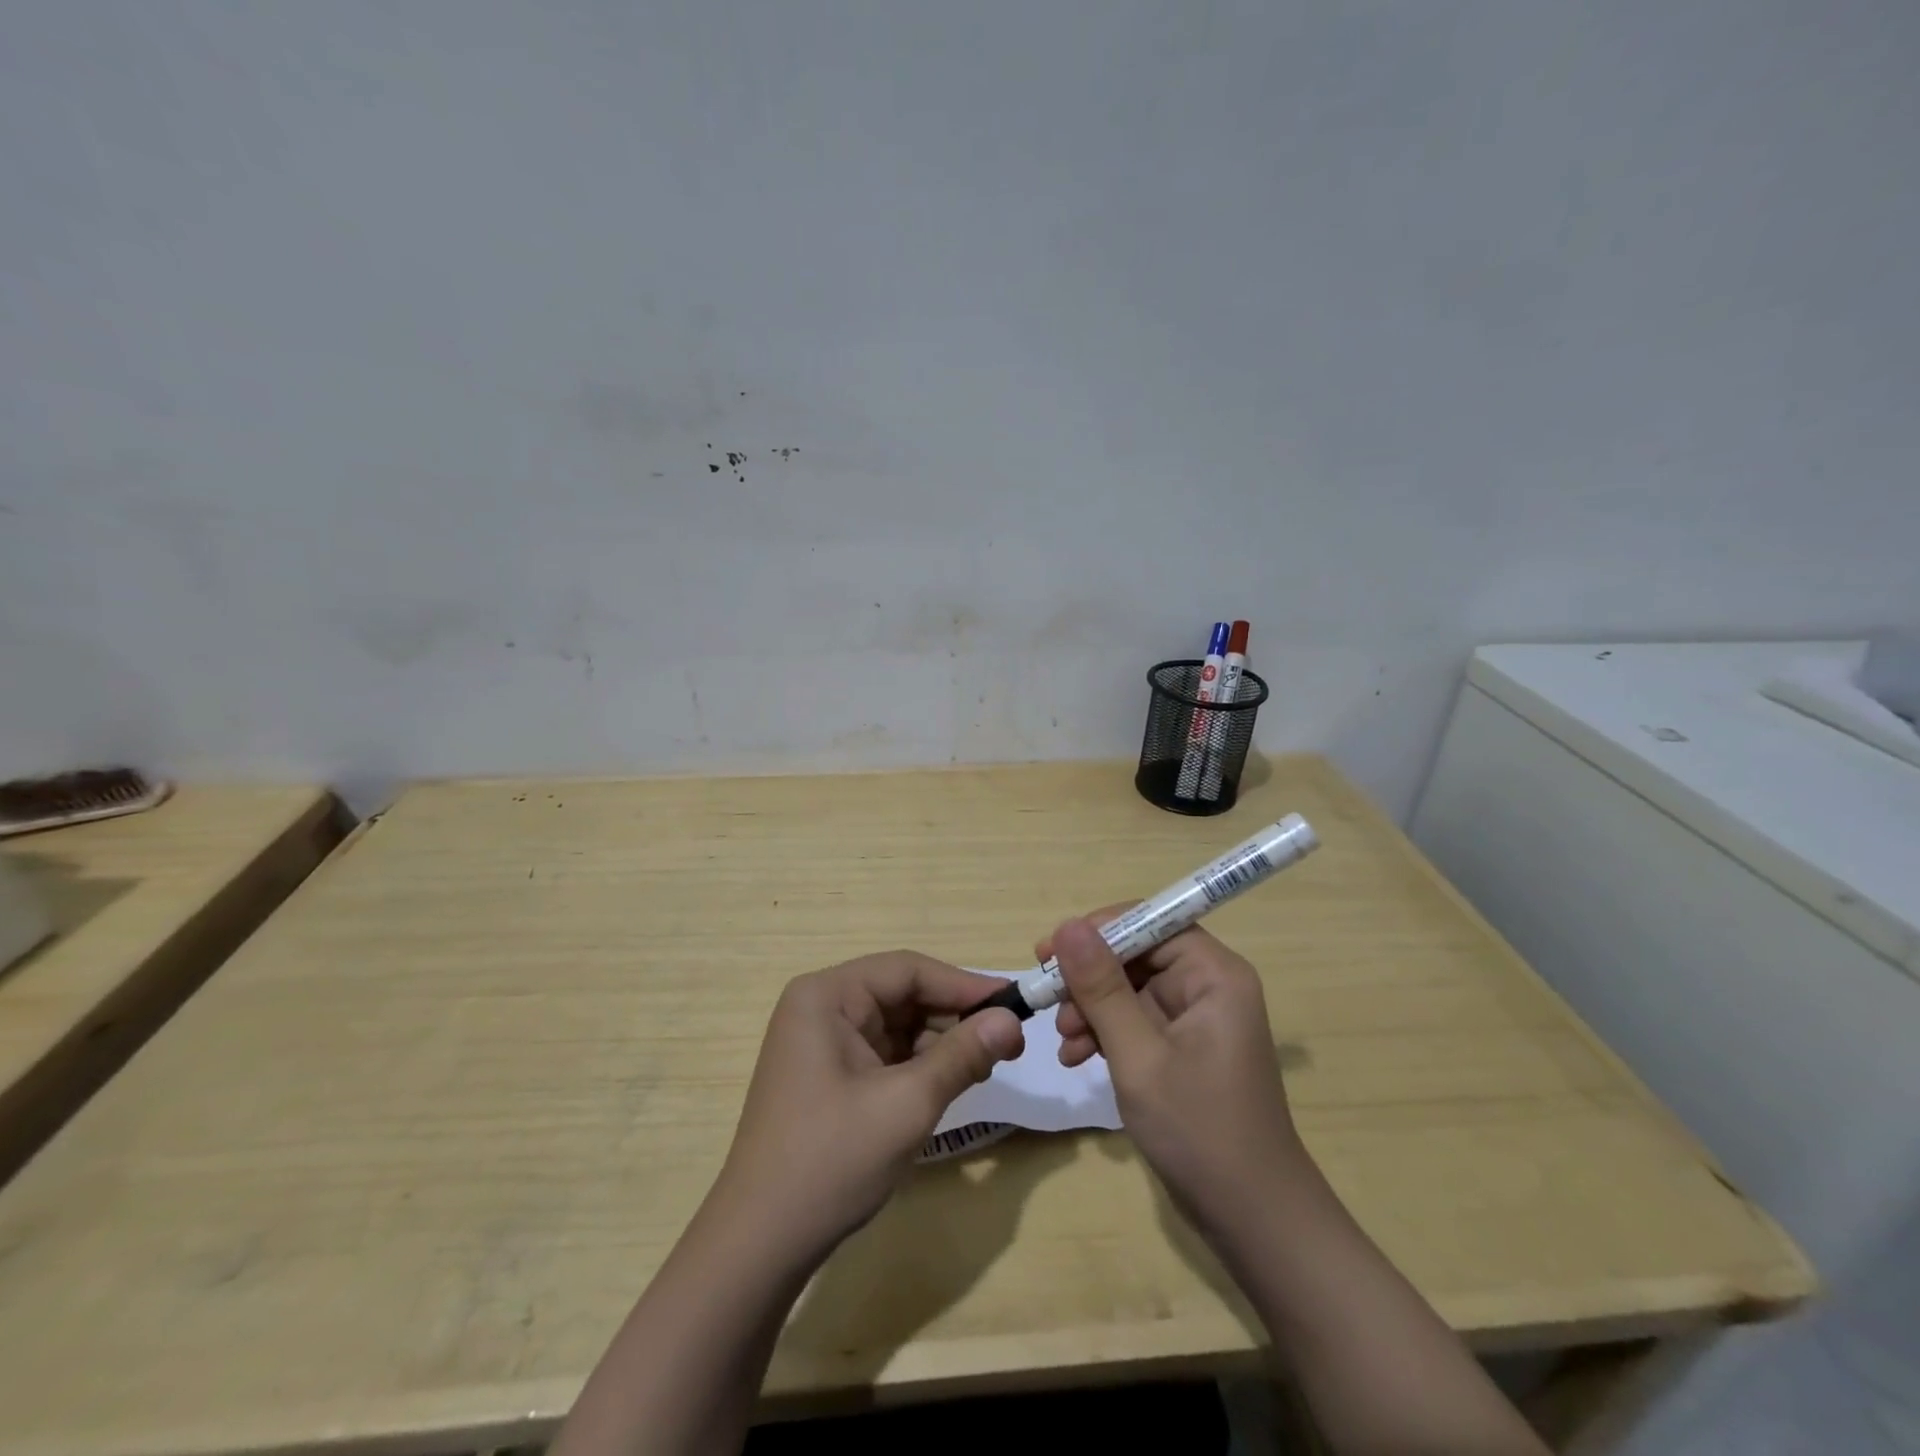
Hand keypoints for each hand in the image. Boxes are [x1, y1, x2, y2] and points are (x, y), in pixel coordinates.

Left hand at [709, 951, 1024, 1263]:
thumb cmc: (831, 1160)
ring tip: (987, 1065)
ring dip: (941, 1043)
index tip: (1013, 1004)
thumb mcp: (907, 1104)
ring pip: (897, 1025)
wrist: (760, 1245)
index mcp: (826, 996)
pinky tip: (951, 1082)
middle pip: (901, 995)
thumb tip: (1012, 1020)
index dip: (962, 985)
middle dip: (953, 1018)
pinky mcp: (828, 1076)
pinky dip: (919, 1065)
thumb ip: (962, 1055)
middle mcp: (821, 1008)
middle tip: (1008, 1042)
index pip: (906, 970)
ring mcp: (822, 1043)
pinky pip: (884, 1053)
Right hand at [1046, 913, 1304, 1235]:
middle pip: (1136, 955)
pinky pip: (1135, 1021)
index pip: (1150, 922)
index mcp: (1213, 975)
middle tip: (1046, 997)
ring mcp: (1195, 1019)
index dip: (1097, 931)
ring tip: (1064, 1040)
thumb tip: (1068, 925)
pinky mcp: (1183, 1049)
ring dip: (1091, 1008)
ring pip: (1129, 989)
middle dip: (1089, 978)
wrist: (1253, 1221)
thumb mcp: (1139, 1055)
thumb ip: (1102, 988)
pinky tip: (1076, 1058)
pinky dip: (1104, 1033)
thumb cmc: (1199, 1130)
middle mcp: (1208, 986)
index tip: (1049, 952)